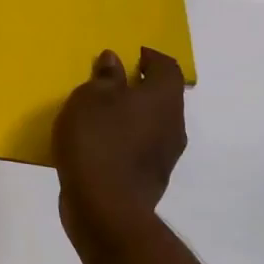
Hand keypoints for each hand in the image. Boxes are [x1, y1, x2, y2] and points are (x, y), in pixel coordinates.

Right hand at [52, 47, 187, 240]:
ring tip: (101, 114)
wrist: (105, 207)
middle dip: (140, 87)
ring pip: (153, 124)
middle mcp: (173, 124)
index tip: (131, 55)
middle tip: (111, 83)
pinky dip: (126, 139)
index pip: (167, 67)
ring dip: (132, 115)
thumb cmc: (97, 140)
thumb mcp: (90, 98)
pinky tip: (101, 144)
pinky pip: (142, 148)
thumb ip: (105, 78)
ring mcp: (166, 155)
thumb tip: (115, 61)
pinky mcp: (153, 179)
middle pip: (163, 96)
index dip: (151, 57)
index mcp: (163, 98)